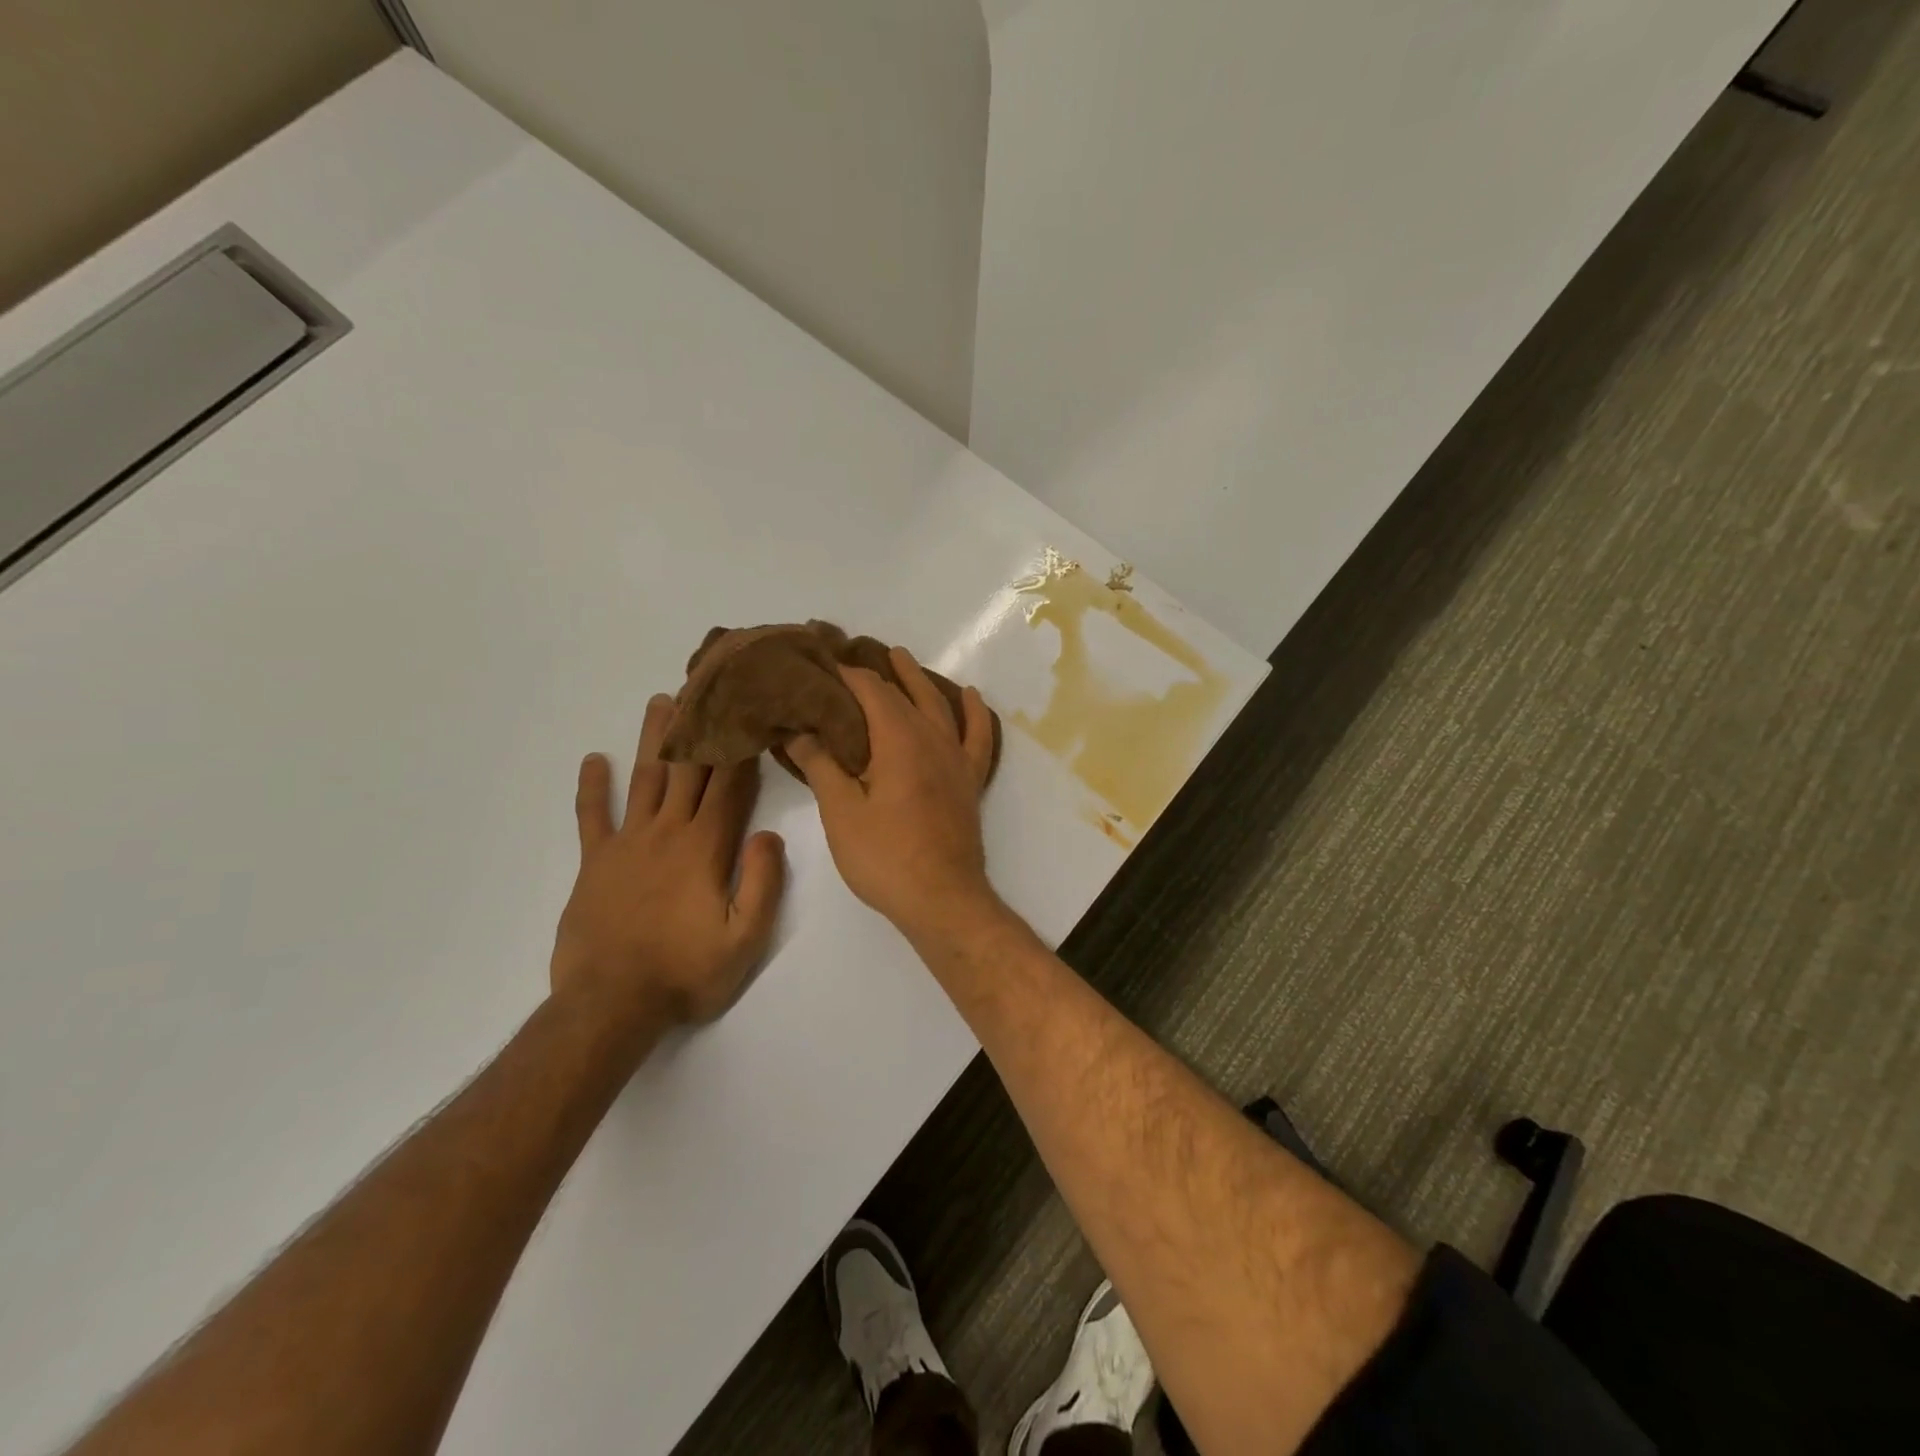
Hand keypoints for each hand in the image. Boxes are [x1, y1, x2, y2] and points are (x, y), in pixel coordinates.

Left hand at [551, 695, 785, 1028]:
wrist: (611, 1004)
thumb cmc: (686, 972)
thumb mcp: (744, 939)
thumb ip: (762, 883)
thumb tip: (769, 834)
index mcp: (706, 847)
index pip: (729, 784)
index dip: (740, 746)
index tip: (747, 709)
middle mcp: (667, 832)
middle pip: (686, 768)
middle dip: (699, 724)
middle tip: (703, 683)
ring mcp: (627, 844)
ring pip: (644, 778)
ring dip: (653, 738)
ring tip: (660, 700)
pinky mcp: (594, 863)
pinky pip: (591, 817)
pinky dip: (591, 788)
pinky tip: (592, 760)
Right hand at [787, 647, 998, 939]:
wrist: (942, 898)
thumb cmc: (885, 857)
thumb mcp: (841, 812)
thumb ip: (821, 765)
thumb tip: (798, 730)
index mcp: (898, 739)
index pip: (870, 691)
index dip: (846, 674)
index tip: (823, 662)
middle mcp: (932, 738)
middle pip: (905, 691)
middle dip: (879, 670)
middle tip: (856, 651)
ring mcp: (956, 758)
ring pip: (940, 705)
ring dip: (919, 679)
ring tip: (902, 659)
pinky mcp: (970, 780)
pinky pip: (978, 736)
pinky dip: (973, 713)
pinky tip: (970, 697)